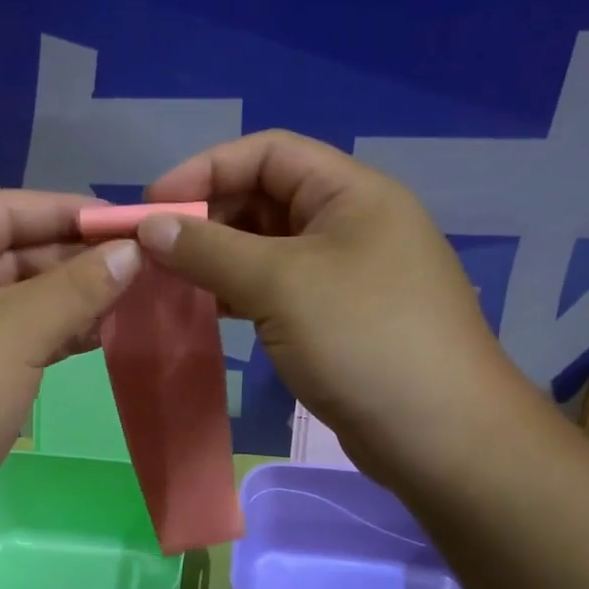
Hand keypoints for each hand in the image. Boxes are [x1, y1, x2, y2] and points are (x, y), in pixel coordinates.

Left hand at [0, 190, 141, 535]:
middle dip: (72, 259)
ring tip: (126, 301)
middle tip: (134, 266)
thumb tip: (133, 250)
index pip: (1, 210)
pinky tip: (95, 337)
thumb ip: (78, 285)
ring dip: (68, 299)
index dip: (63, 210)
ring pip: (14, 300)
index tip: (121, 223)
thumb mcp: (19, 331)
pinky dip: (51, 334)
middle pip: (9, 254)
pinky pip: (10, 338)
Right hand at [141, 130, 527, 482]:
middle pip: (265, 197)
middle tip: (155, 249)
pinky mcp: (337, 319)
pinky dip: (239, 292)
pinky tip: (208, 309)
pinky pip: (278, 289)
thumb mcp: (280, 284)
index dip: (206, 169)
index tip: (153, 205)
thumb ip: (209, 249)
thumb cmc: (363, 339)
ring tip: (170, 279)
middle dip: (208, 216)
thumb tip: (149, 226)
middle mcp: (350, 223)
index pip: (267, 153)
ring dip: (218, 257)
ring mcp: (345, 274)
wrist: (439, 435)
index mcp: (350, 193)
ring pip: (267, 248)